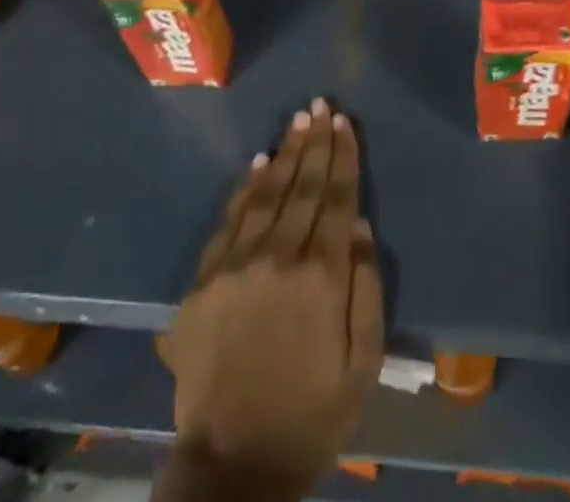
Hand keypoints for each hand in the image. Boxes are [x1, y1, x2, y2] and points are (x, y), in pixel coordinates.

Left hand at [164, 99, 383, 496]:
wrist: (233, 465)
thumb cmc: (311, 416)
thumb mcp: (362, 364)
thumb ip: (365, 287)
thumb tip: (356, 221)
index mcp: (321, 278)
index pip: (335, 199)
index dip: (342, 157)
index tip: (344, 123)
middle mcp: (278, 258)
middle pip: (301, 186)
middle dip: (315, 142)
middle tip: (321, 105)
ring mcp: (237, 265)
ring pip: (266, 193)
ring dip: (284, 153)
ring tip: (297, 120)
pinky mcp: (205, 280)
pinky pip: (230, 219)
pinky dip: (246, 187)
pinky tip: (258, 162)